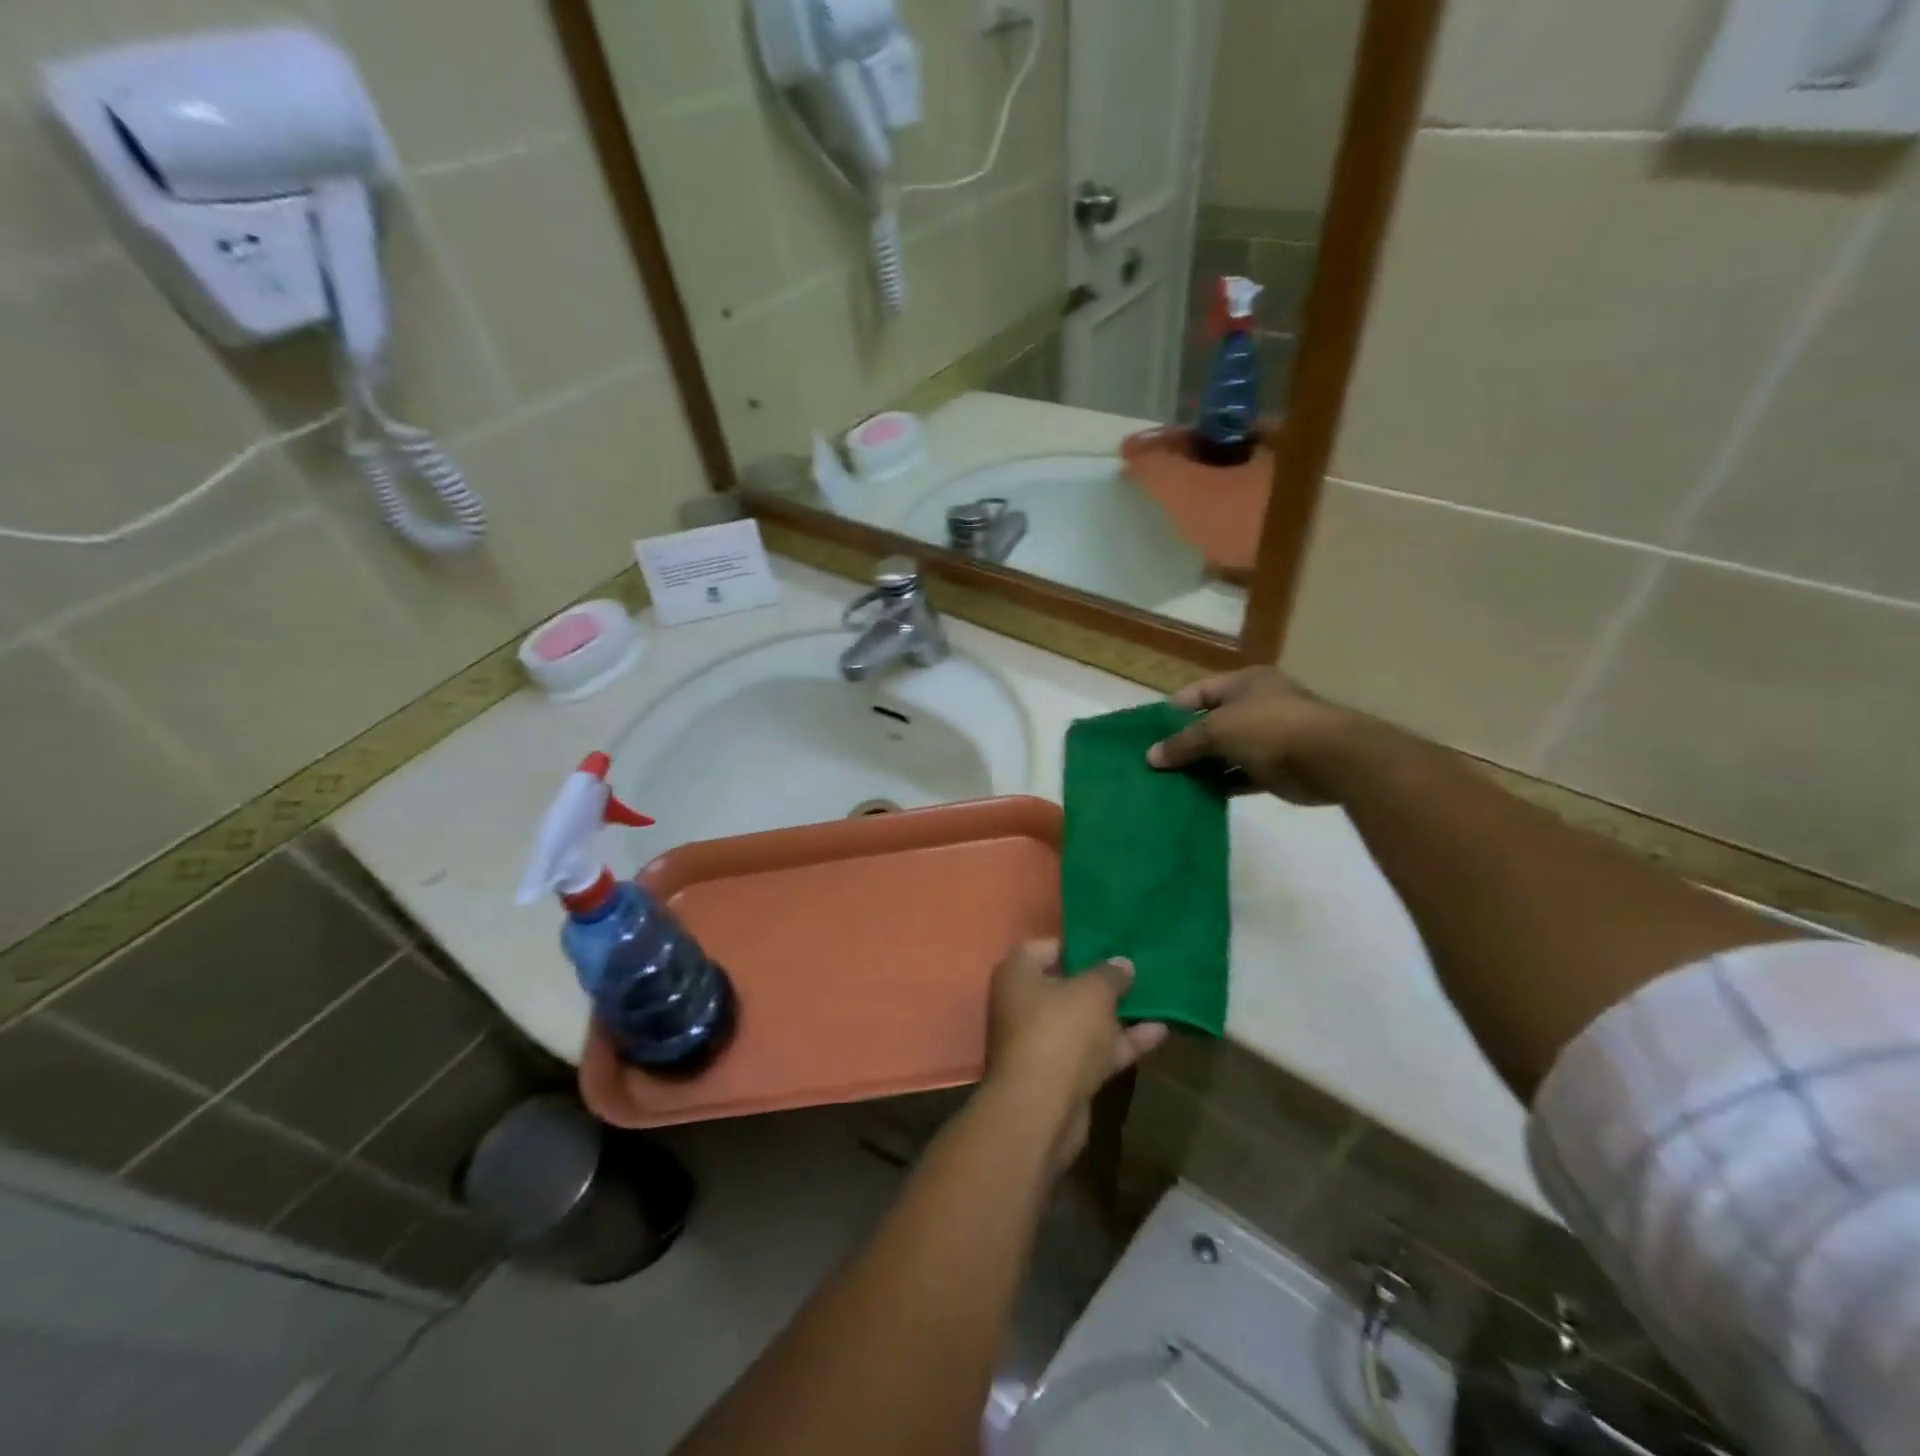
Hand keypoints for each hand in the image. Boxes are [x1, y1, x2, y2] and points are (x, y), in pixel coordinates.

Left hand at [984, 939, 1166, 1167]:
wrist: (1041, 1110)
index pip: (1047, 947)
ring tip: (1157, 997)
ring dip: (1117, 1013)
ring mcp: (1043, 1040)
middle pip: (1068, 984)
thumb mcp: (1092, 992)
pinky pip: (1095, 1049)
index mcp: (1018, 973)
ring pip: (1085, 1019)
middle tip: (1140, 969)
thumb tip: (1122, 963)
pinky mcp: (1062, 1073)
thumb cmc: (1060, 1032)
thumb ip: (1109, 974)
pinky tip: (1160, 1031)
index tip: (1112, 945)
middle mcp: (1024, 1003)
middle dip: (1103, 980)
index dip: (1080, 944)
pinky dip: (1122, 1041)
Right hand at [1146, 668, 1386, 803]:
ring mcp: (1269, 737)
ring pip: (1225, 752)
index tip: (1149, 735)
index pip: (1198, 692)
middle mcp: (1257, 705)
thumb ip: (1183, 743)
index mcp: (1245, 683)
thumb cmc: (1269, 728)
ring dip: (1202, 767)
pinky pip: (1240, 776)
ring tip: (1169, 783)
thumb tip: (1151, 757)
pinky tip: (1197, 796)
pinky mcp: (1276, 768)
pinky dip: (1221, 784)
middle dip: (1185, 743)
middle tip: (1155, 763)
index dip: (1173, 712)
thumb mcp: (1217, 730)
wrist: (1330, 759)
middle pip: (1211, 722)